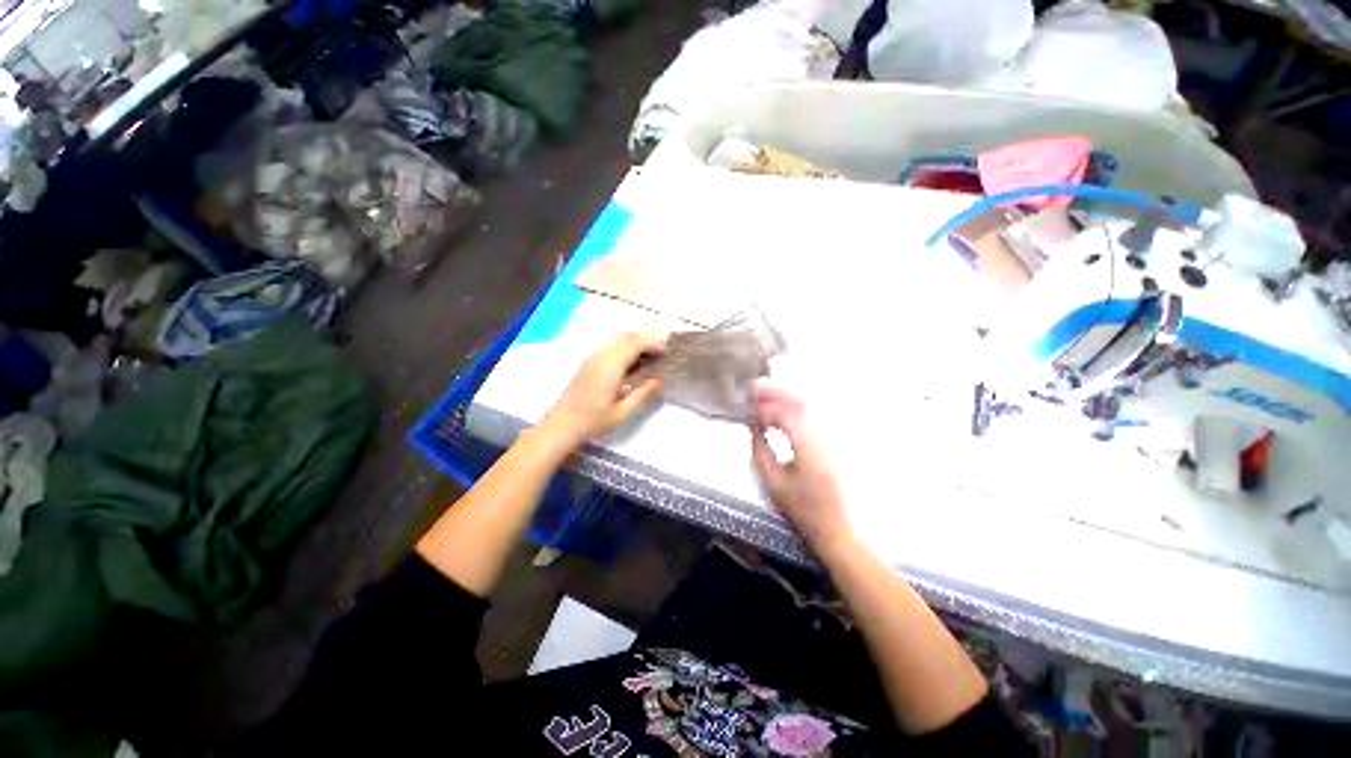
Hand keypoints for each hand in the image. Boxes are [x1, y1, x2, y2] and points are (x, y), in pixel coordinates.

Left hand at [544, 332, 665, 445]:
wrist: (563, 425)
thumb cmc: (594, 422)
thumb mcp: (623, 412)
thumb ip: (643, 394)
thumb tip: (659, 380)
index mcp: (610, 367)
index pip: (634, 343)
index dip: (652, 342)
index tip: (666, 350)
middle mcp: (601, 356)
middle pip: (626, 336)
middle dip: (645, 339)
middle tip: (661, 352)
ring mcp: (592, 357)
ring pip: (617, 338)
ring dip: (635, 341)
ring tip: (649, 356)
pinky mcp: (588, 362)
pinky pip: (610, 345)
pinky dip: (624, 346)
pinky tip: (631, 362)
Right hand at [751, 380, 851, 551]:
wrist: (832, 526)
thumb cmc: (799, 508)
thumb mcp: (772, 481)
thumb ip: (760, 449)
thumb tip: (754, 425)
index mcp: (807, 448)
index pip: (785, 416)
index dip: (765, 408)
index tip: (749, 408)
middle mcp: (822, 437)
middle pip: (800, 402)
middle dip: (776, 391)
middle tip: (755, 388)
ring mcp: (829, 438)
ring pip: (807, 406)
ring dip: (784, 397)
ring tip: (764, 395)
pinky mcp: (830, 442)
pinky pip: (810, 416)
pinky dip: (792, 408)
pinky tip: (779, 410)